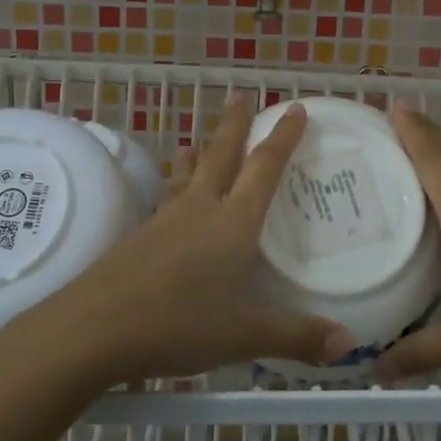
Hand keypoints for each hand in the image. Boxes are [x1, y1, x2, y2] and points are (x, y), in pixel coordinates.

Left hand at [32, 95, 351, 385]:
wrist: (93, 328)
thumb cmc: (178, 323)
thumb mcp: (245, 336)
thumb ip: (296, 337)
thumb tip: (347, 344)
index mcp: (233, 222)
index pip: (264, 167)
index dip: (283, 137)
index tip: (294, 108)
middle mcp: (200, 209)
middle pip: (221, 155)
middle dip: (235, 125)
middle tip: (242, 96)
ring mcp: (165, 220)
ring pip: (188, 174)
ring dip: (199, 152)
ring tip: (197, 139)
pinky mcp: (139, 238)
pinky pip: (168, 199)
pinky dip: (177, 186)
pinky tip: (173, 199)